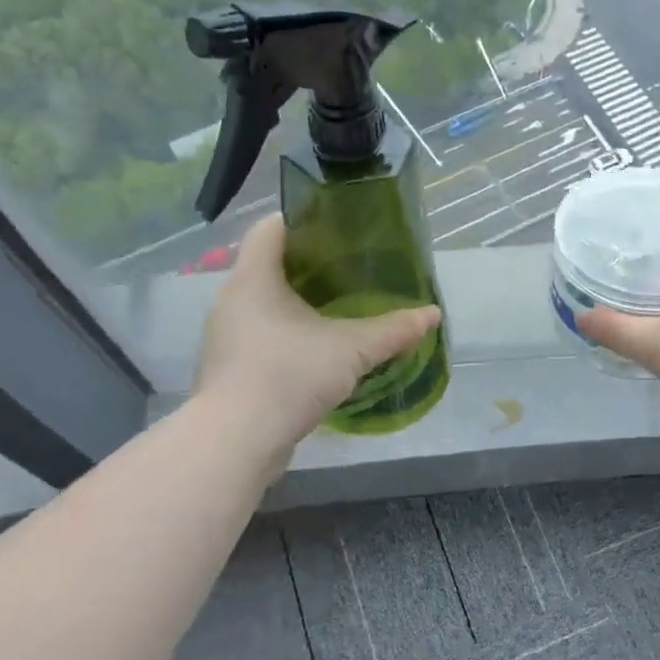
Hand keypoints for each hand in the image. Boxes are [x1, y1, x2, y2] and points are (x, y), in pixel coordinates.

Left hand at [194, 215, 440, 461]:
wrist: (237, 440)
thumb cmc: (290, 374)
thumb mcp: (351, 349)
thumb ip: (392, 330)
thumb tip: (432, 314)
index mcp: (254, 278)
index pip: (270, 228)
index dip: (301, 219)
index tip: (336, 225)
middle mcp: (232, 300)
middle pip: (268, 265)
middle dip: (307, 264)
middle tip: (349, 267)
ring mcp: (227, 336)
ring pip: (264, 303)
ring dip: (296, 302)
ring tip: (337, 308)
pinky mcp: (230, 368)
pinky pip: (261, 335)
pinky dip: (287, 333)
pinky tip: (317, 350)